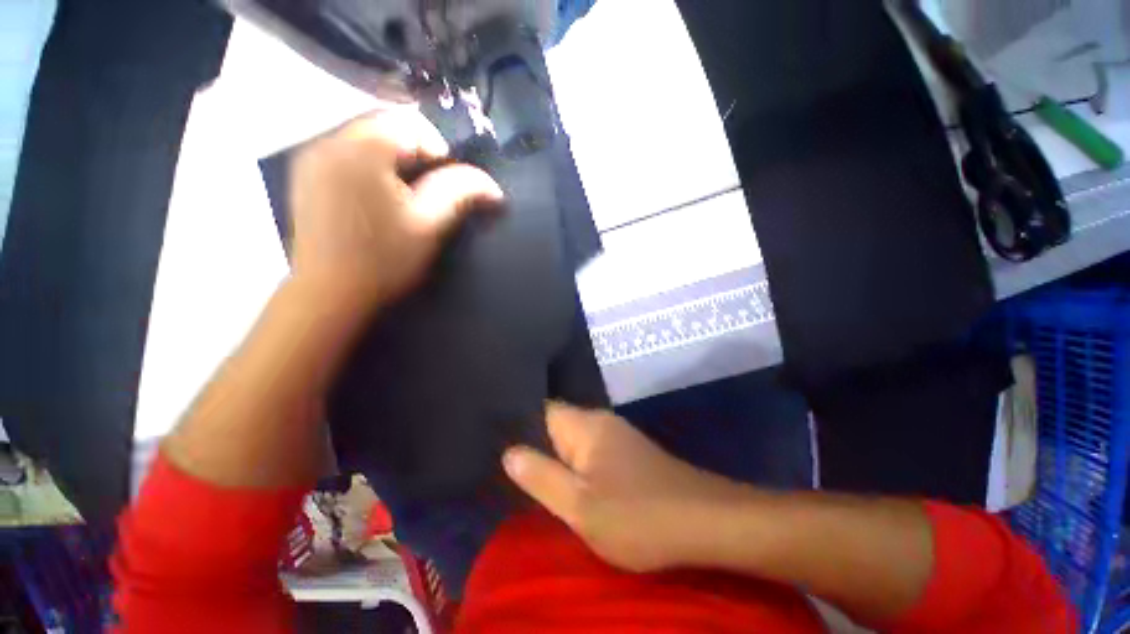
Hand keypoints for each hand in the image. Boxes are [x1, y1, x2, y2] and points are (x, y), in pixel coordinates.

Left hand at [289, 109, 503, 307]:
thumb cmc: (384, 259)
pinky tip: (375, 198)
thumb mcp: (430, 224)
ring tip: (402, 195)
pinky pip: (345, 153)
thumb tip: (493, 186)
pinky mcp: (305, 175)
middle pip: (385, 125)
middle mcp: (329, 140)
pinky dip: (369, 165)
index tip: (445, 184)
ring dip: (392, 158)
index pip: (410, 122)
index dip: (438, 149)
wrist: (329, 294)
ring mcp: (312, 157)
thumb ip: (461, 192)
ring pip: (365, 138)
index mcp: (363, 148)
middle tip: (426, 191)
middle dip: (414, 152)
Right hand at [503, 402, 746, 572]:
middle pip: (557, 424)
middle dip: (534, 442)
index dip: (519, 421)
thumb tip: (509, 451)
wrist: (705, 522)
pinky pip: (591, 451)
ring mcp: (617, 436)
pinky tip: (569, 481)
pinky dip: (576, 464)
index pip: (542, 409)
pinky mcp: (628, 453)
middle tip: (505, 464)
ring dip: (555, 455)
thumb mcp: (580, 505)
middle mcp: (599, 421)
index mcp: (585, 424)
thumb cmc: (638, 514)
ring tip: (529, 475)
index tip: (495, 436)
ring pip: (574, 439)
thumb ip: (541, 476)